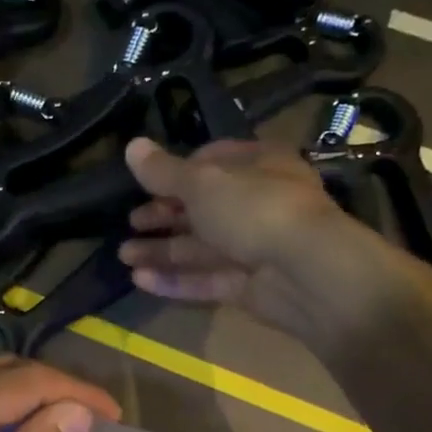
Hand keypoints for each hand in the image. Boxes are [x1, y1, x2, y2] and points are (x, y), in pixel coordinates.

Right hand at [117, 136, 406, 341]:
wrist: (308, 273)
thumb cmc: (256, 210)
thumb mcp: (203, 184)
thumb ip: (164, 171)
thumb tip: (131, 145)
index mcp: (260, 166)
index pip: (214, 160)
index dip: (178, 170)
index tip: (146, 182)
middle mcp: (259, 203)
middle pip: (204, 207)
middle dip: (164, 215)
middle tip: (130, 222)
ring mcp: (255, 247)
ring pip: (201, 247)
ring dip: (162, 249)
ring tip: (124, 255)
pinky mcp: (248, 286)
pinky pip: (206, 279)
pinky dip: (174, 279)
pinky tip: (140, 279)